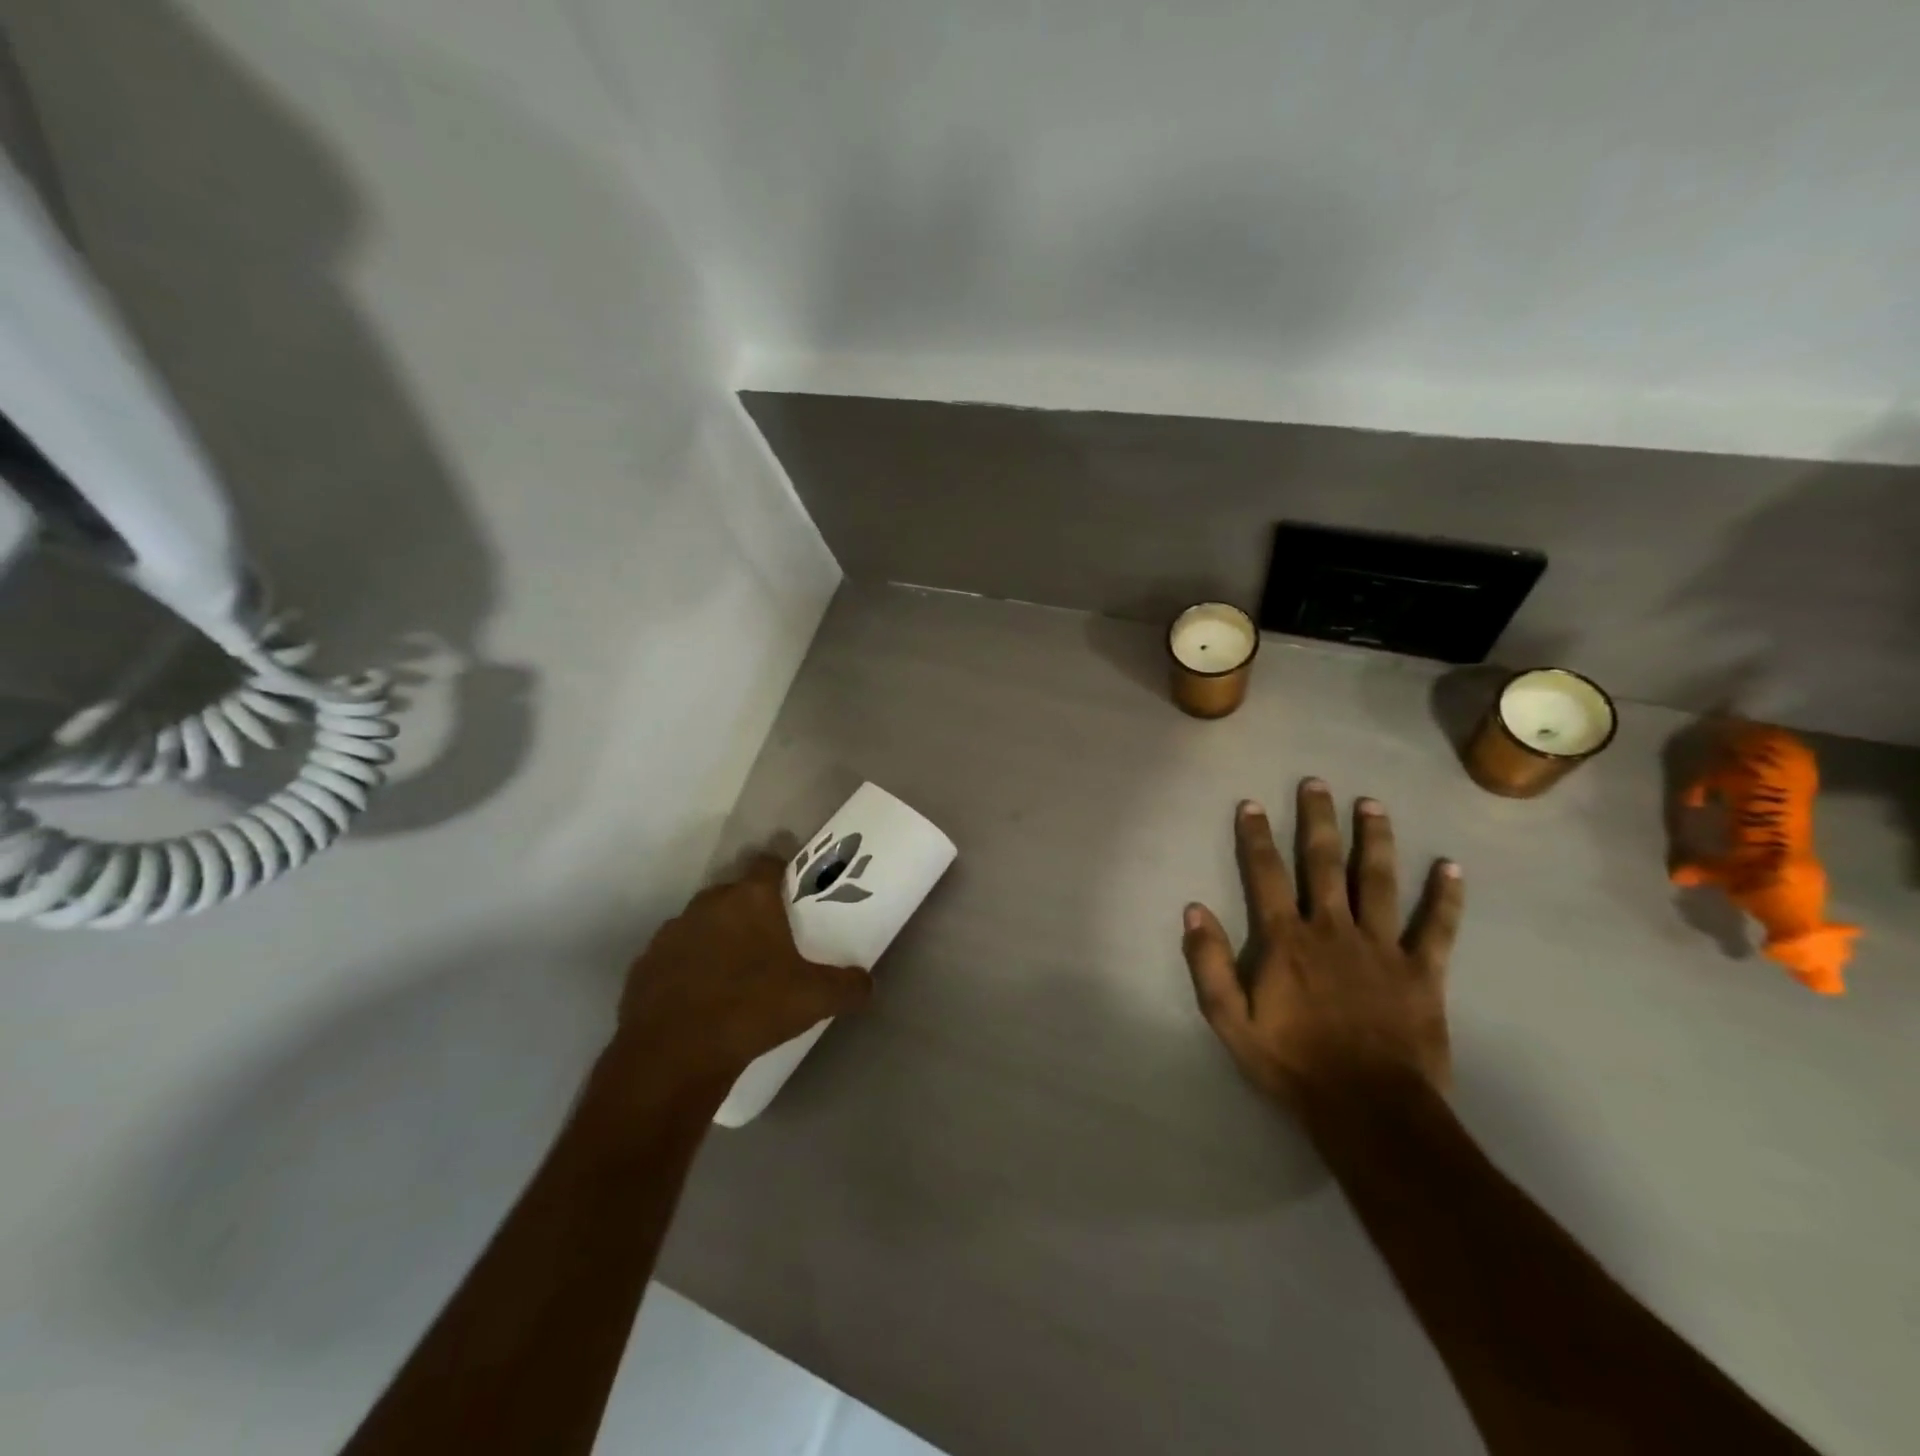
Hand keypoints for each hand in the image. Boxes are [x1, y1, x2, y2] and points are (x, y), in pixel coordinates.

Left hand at [613, 853, 870, 1083]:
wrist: (674, 1055)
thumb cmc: (752, 1009)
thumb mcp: (815, 1000)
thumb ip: (848, 986)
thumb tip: (868, 984)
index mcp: (750, 899)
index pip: (768, 863)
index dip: (781, 872)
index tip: (792, 892)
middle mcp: (709, 904)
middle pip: (733, 893)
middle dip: (749, 910)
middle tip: (769, 940)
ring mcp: (671, 932)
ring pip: (701, 923)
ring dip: (716, 938)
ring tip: (733, 972)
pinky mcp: (644, 964)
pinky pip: (674, 956)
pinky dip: (687, 968)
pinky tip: (699, 997)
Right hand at [1182, 780, 1463, 1111]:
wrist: (1369, 1110)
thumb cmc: (1293, 1064)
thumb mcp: (1231, 1021)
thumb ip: (1208, 963)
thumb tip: (1193, 909)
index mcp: (1286, 940)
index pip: (1266, 874)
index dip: (1256, 836)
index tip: (1252, 804)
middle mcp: (1332, 929)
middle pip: (1324, 863)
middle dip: (1317, 820)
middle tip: (1317, 783)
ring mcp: (1381, 947)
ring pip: (1379, 881)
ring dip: (1375, 840)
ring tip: (1373, 805)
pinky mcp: (1422, 972)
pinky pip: (1436, 927)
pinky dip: (1445, 897)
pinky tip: (1451, 867)